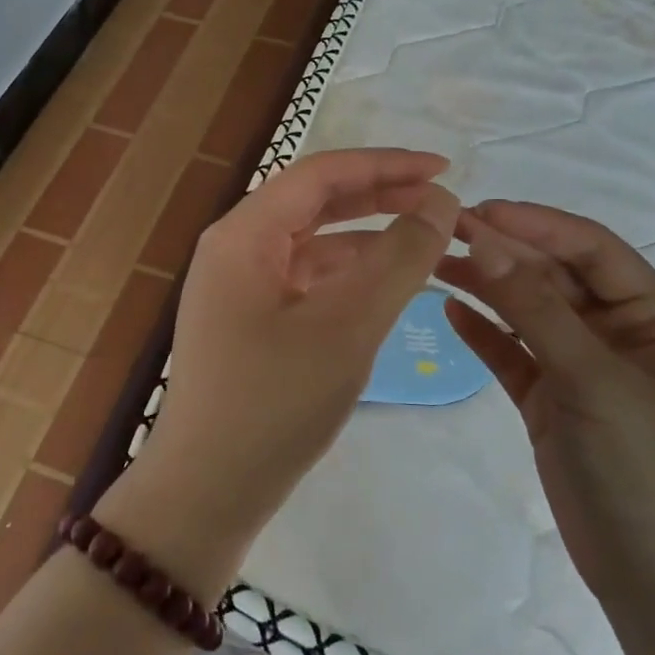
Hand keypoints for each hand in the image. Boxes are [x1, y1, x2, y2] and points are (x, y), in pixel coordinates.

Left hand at [97, 150, 458, 597]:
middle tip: (443, 202)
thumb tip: (439, 203)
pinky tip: (385, 287)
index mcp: (244, 234)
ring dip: (367, 238)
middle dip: (380, 196)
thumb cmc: (274, 402)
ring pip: (312, 243)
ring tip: (426, 244)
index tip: (447, 168)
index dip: (386, 164)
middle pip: (315, 203)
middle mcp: (235, 249)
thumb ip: (398, 258)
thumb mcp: (347, 325)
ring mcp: (238, 287)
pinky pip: (304, 281)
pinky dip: (347, 277)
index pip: (321, 174)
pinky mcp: (248, 322)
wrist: (206, 489)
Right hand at [434, 201, 654, 609]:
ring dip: (487, 287)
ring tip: (435, 265)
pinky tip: (449, 312)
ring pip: (527, 314)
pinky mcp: (550, 404)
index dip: (536, 225)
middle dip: (504, 252)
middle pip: (554, 277)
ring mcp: (581, 371)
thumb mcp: (596, 380)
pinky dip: (483, 333)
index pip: (591, 250)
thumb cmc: (650, 469)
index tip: (478, 210)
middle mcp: (618, 335)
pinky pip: (512, 355)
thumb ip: (536, 310)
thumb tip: (486, 242)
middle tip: (442, 233)